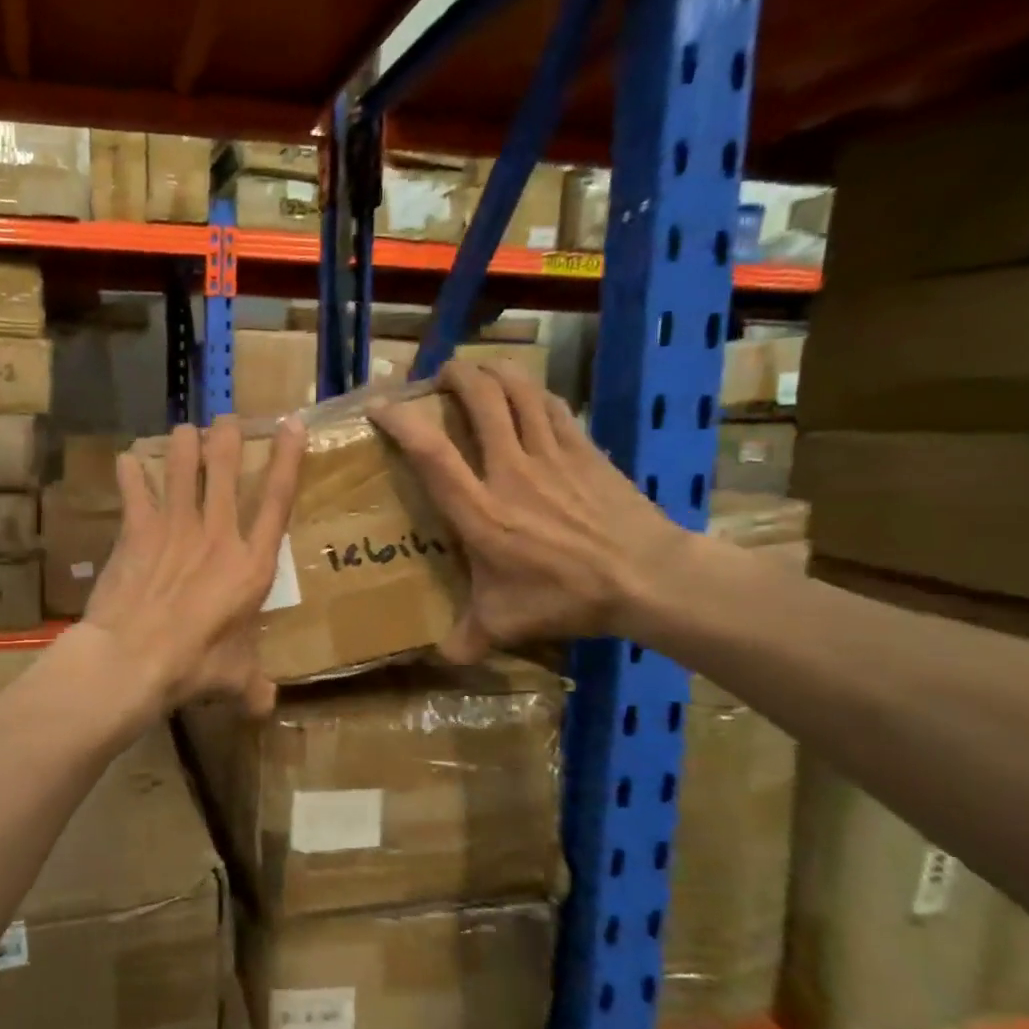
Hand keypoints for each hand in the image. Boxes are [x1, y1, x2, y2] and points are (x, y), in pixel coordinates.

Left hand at [81, 415, 305, 713]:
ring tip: (183, 430)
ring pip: (180, 468)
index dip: (288, 459)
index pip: (278, 500)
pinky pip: (134, 491)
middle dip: (227, 439)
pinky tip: (126, 461)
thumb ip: (253, 687)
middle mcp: (217, 535)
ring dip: (182, 445)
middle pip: (225, 470)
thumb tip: (266, 708)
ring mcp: (175, 528)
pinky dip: (130, 474)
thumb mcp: (235, 679)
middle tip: (226, 419)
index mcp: (251, 565)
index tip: (292, 424)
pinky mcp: (137, 532)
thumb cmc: (194, 666)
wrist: (133, 659)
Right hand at [370, 360, 688, 657]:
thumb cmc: (566, 597)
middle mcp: (510, 471)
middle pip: (480, 400)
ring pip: (519, 391)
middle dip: (455, 376)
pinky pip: (553, 406)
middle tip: (440, 376)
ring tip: (478, 371)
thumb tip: (440, 657)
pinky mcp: (585, 450)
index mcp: (480, 511)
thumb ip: (467, 637)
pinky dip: (533, 392)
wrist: (646, 577)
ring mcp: (551, 455)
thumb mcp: (506, 624)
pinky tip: (527, 393)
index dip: (402, 422)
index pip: (432, 453)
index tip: (382, 406)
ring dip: (494, 372)